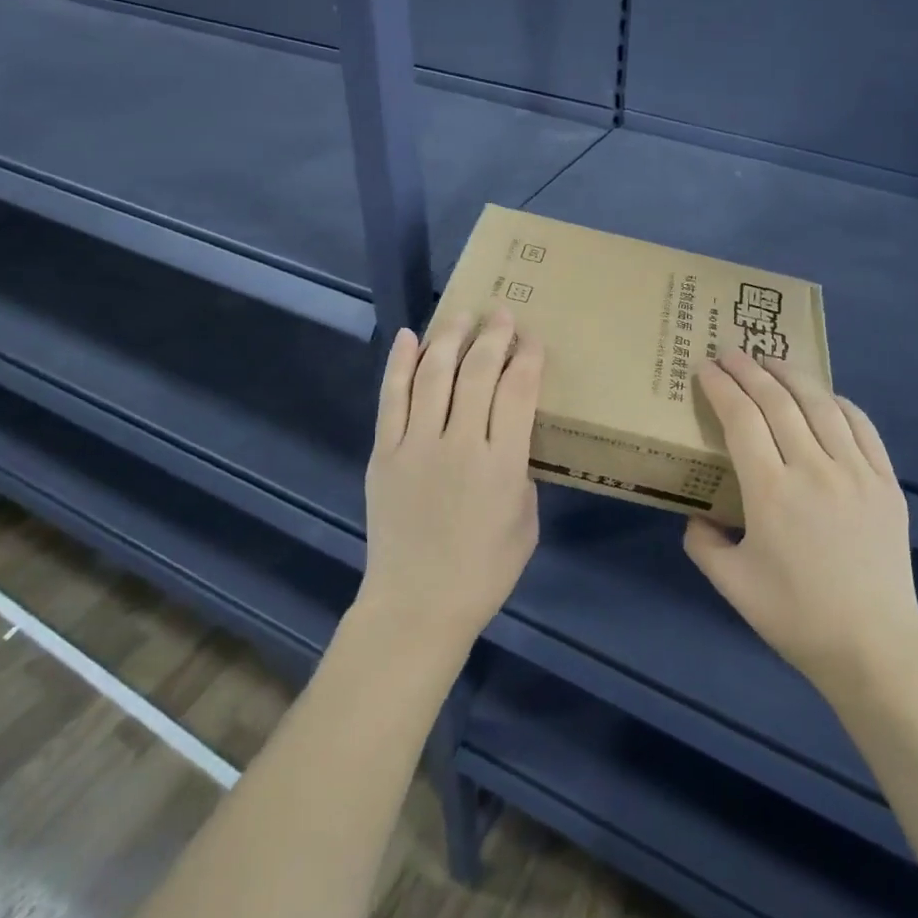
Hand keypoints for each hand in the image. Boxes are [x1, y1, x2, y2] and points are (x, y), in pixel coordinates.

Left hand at [358, 307, 543, 659]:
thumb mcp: (525, 522)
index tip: (533, 339)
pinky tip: (408, 338)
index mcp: (502, 465)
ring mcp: (415, 446)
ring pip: (433, 375)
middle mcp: (459, 444)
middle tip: (502, 313)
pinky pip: (391, 398)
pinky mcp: (384, 453)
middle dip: (493, 337)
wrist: (416, 603)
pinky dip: (399, 364)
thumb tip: (507, 436)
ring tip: (461, 315)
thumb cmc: (483, 571)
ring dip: (449, 339)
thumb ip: (520, 471)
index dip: (527, 358)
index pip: (518, 392)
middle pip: (477, 373)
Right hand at [685, 352, 917, 701]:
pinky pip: (862, 427)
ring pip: (821, 404)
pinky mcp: (887, 483)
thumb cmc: (795, 616)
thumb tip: (697, 515)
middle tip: (730, 351)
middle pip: (778, 401)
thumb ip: (702, 543)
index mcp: (771, 492)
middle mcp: (814, 469)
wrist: (874, 647)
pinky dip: (838, 403)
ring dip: (792, 375)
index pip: (741, 419)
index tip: (705, 367)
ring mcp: (856, 473)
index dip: (721, 386)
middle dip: (749, 369)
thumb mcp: (731, 584)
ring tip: (772, 360)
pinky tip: (824, 396)